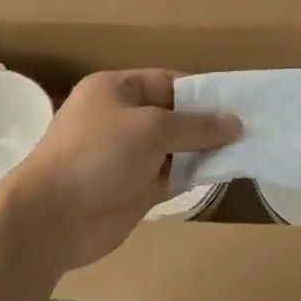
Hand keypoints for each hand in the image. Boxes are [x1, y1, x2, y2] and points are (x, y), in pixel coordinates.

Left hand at [1, 70, 239, 270]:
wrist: (51, 219)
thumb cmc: (98, 155)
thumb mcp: (152, 129)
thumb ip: (196, 126)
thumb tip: (235, 123)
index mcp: (117, 89)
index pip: (169, 82)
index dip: (203, 92)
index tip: (237, 103)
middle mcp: (123, 118)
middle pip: (175, 115)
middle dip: (207, 123)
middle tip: (249, 129)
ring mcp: (128, 155)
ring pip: (176, 147)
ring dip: (204, 150)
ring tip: (244, 149)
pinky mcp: (134, 188)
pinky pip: (171, 174)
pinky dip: (193, 174)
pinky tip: (222, 173)